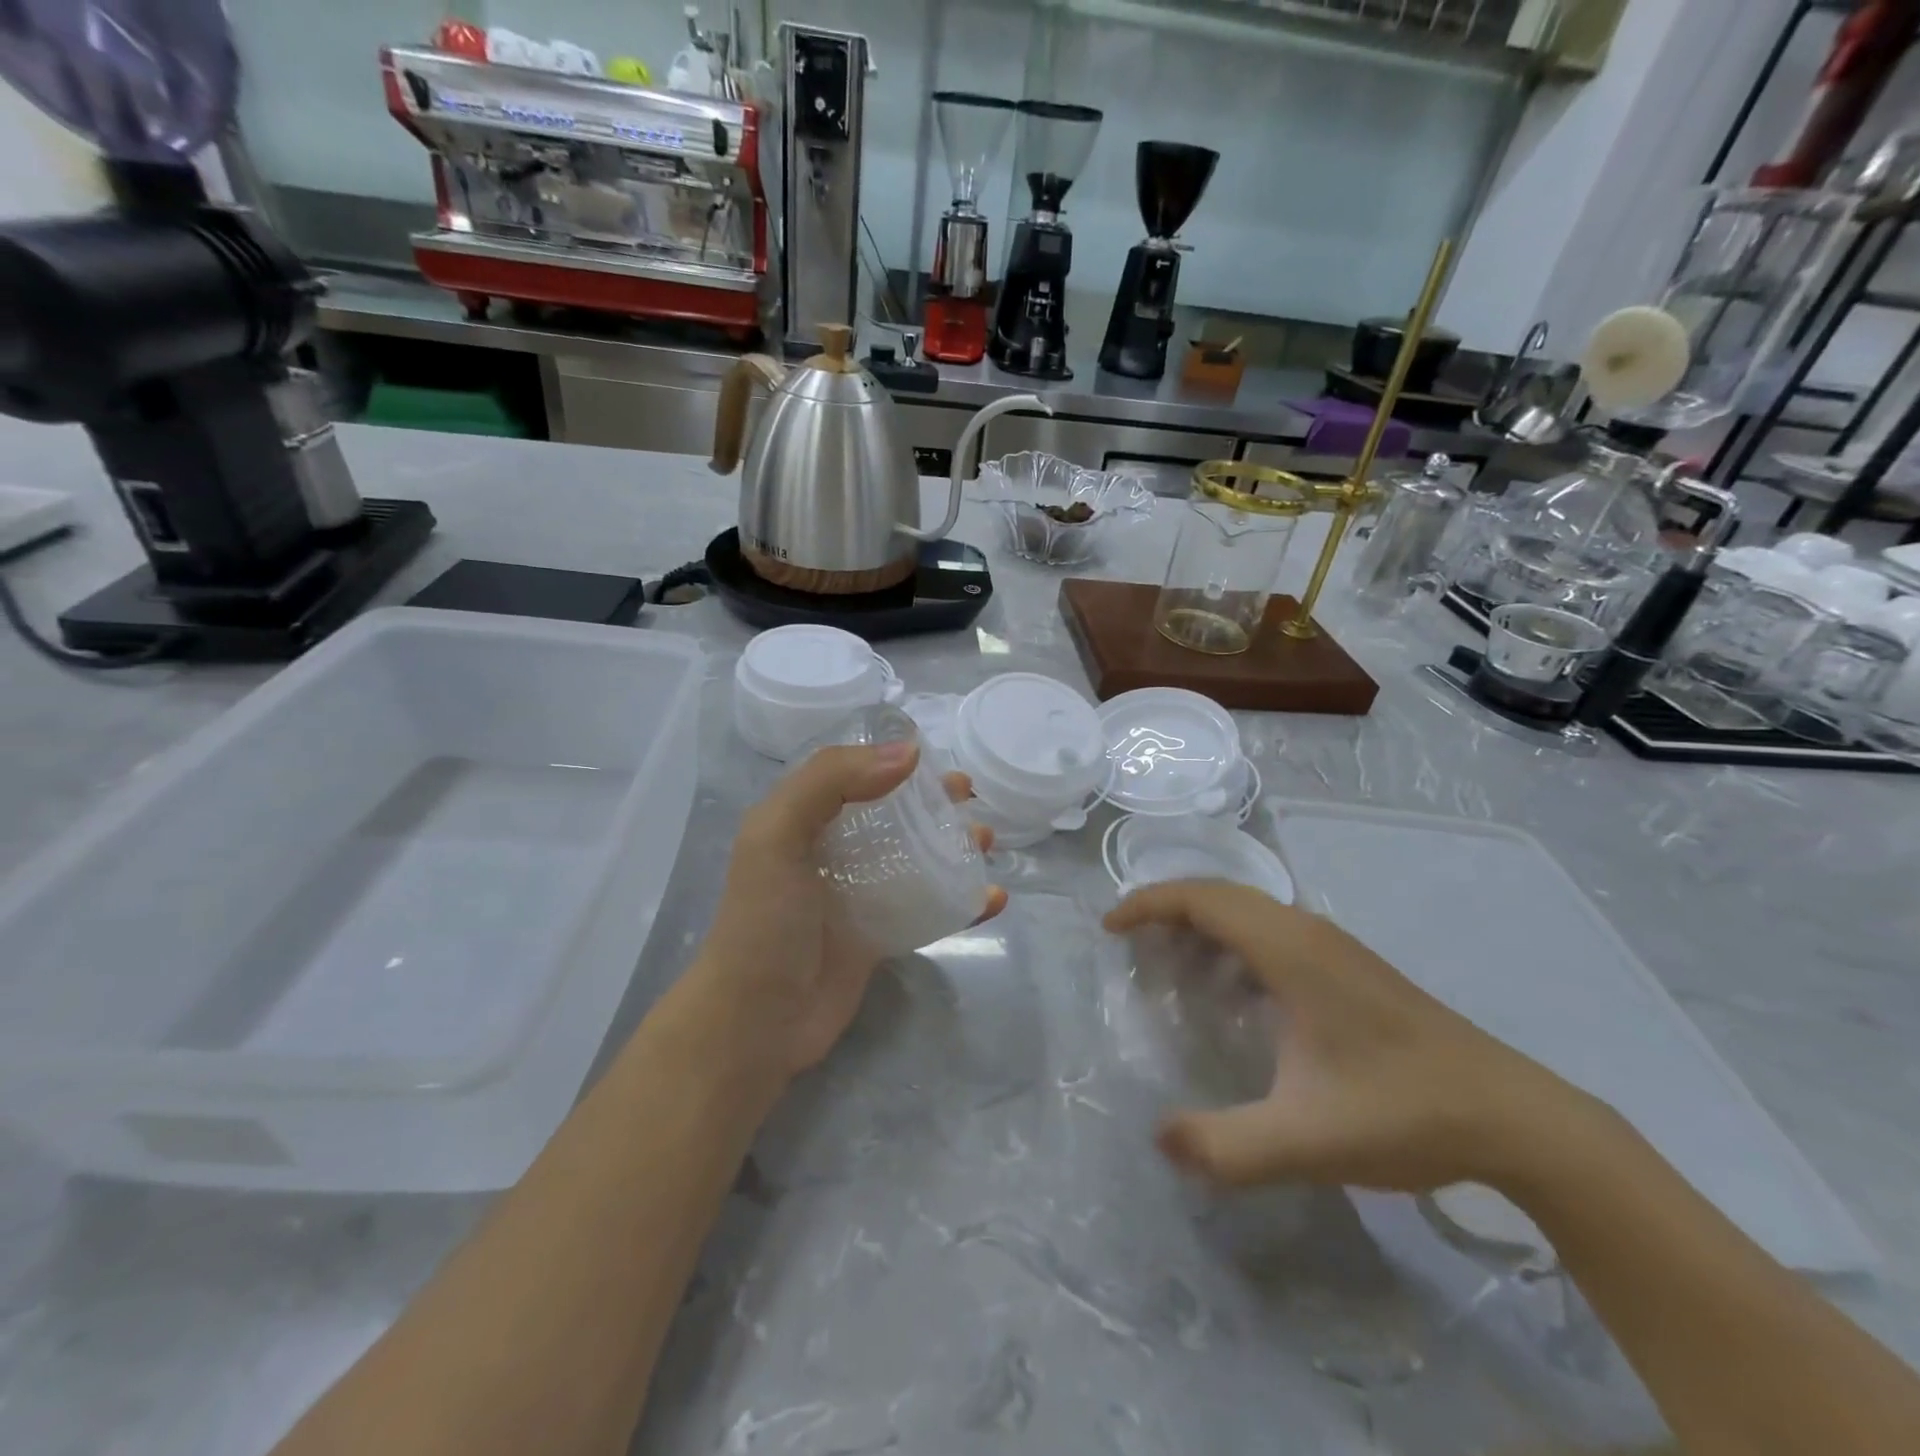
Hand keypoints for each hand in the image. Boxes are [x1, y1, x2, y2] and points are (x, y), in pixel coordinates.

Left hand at [691, 743, 1007, 1081]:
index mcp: (802, 820)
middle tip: (970, 797)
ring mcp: (857, 896)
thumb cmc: (765, 921)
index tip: (936, 761)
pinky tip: (993, 899)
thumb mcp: (777, 834)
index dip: (892, 762)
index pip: (853, 776)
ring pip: (916, 859)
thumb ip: (831, 781)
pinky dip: (962, 902)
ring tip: (987, 841)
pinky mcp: (878, 936)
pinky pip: (928, 909)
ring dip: (954, 846)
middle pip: (892, 815)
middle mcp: (831, 852)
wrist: (755, 1022)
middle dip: (933, 802)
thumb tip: (908, 753)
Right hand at [1105, 880, 1591, 1194]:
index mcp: (1290, 950)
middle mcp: (1307, 932)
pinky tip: (1234, 992)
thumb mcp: (1305, 1141)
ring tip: (1170, 964)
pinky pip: (1272, 931)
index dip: (1148, 904)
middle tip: (1129, 944)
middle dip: (1166, 908)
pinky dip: (1233, 941)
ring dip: (1201, 923)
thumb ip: (1224, 1146)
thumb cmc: (1403, 1114)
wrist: (1515, 1117)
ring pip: (1249, 910)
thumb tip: (1158, 1138)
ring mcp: (1334, 946)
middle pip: (1220, 894)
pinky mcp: (1350, 966)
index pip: (1202, 899)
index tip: (1110, 929)